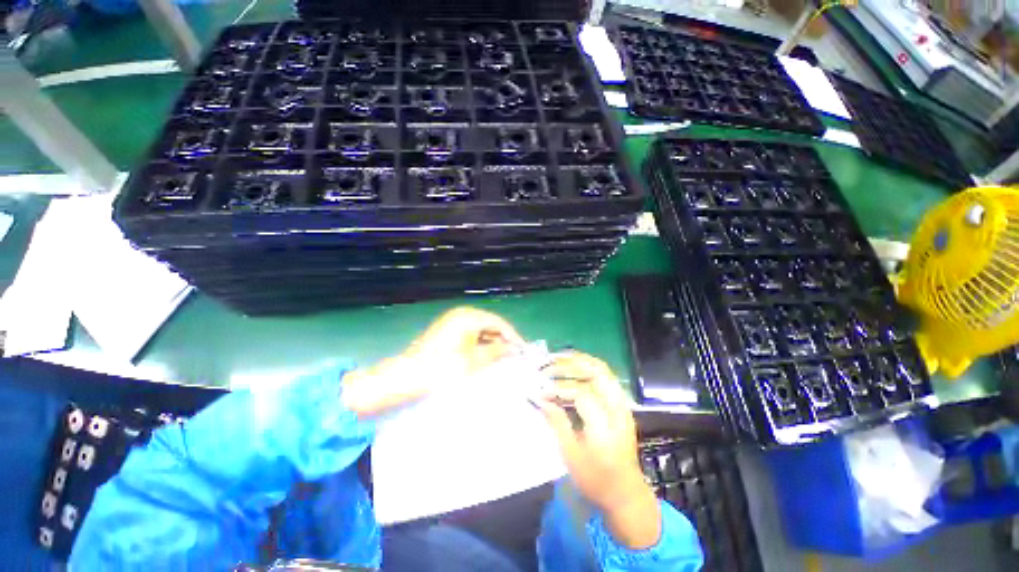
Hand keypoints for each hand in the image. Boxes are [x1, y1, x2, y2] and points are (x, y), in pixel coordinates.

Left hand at [342, 307, 522, 416]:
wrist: (407, 377)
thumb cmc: (444, 368)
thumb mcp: (475, 361)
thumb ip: (497, 351)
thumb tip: (512, 348)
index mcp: (469, 316)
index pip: (498, 322)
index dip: (513, 336)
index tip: (523, 350)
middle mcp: (461, 314)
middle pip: (489, 324)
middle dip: (502, 340)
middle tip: (513, 356)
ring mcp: (452, 322)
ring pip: (479, 330)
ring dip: (490, 343)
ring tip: (501, 359)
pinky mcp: (446, 332)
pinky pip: (469, 335)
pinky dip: (478, 345)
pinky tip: (484, 357)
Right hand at [534, 352, 662, 549]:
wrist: (626, 493)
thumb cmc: (596, 480)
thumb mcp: (571, 456)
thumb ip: (557, 423)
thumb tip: (541, 399)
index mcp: (605, 428)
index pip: (582, 394)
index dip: (559, 389)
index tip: (541, 392)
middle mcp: (617, 411)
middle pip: (597, 373)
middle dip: (571, 364)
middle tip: (549, 363)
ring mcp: (622, 405)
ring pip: (603, 370)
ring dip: (580, 360)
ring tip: (559, 357)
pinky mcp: (621, 404)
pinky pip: (606, 376)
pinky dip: (588, 367)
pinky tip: (574, 366)